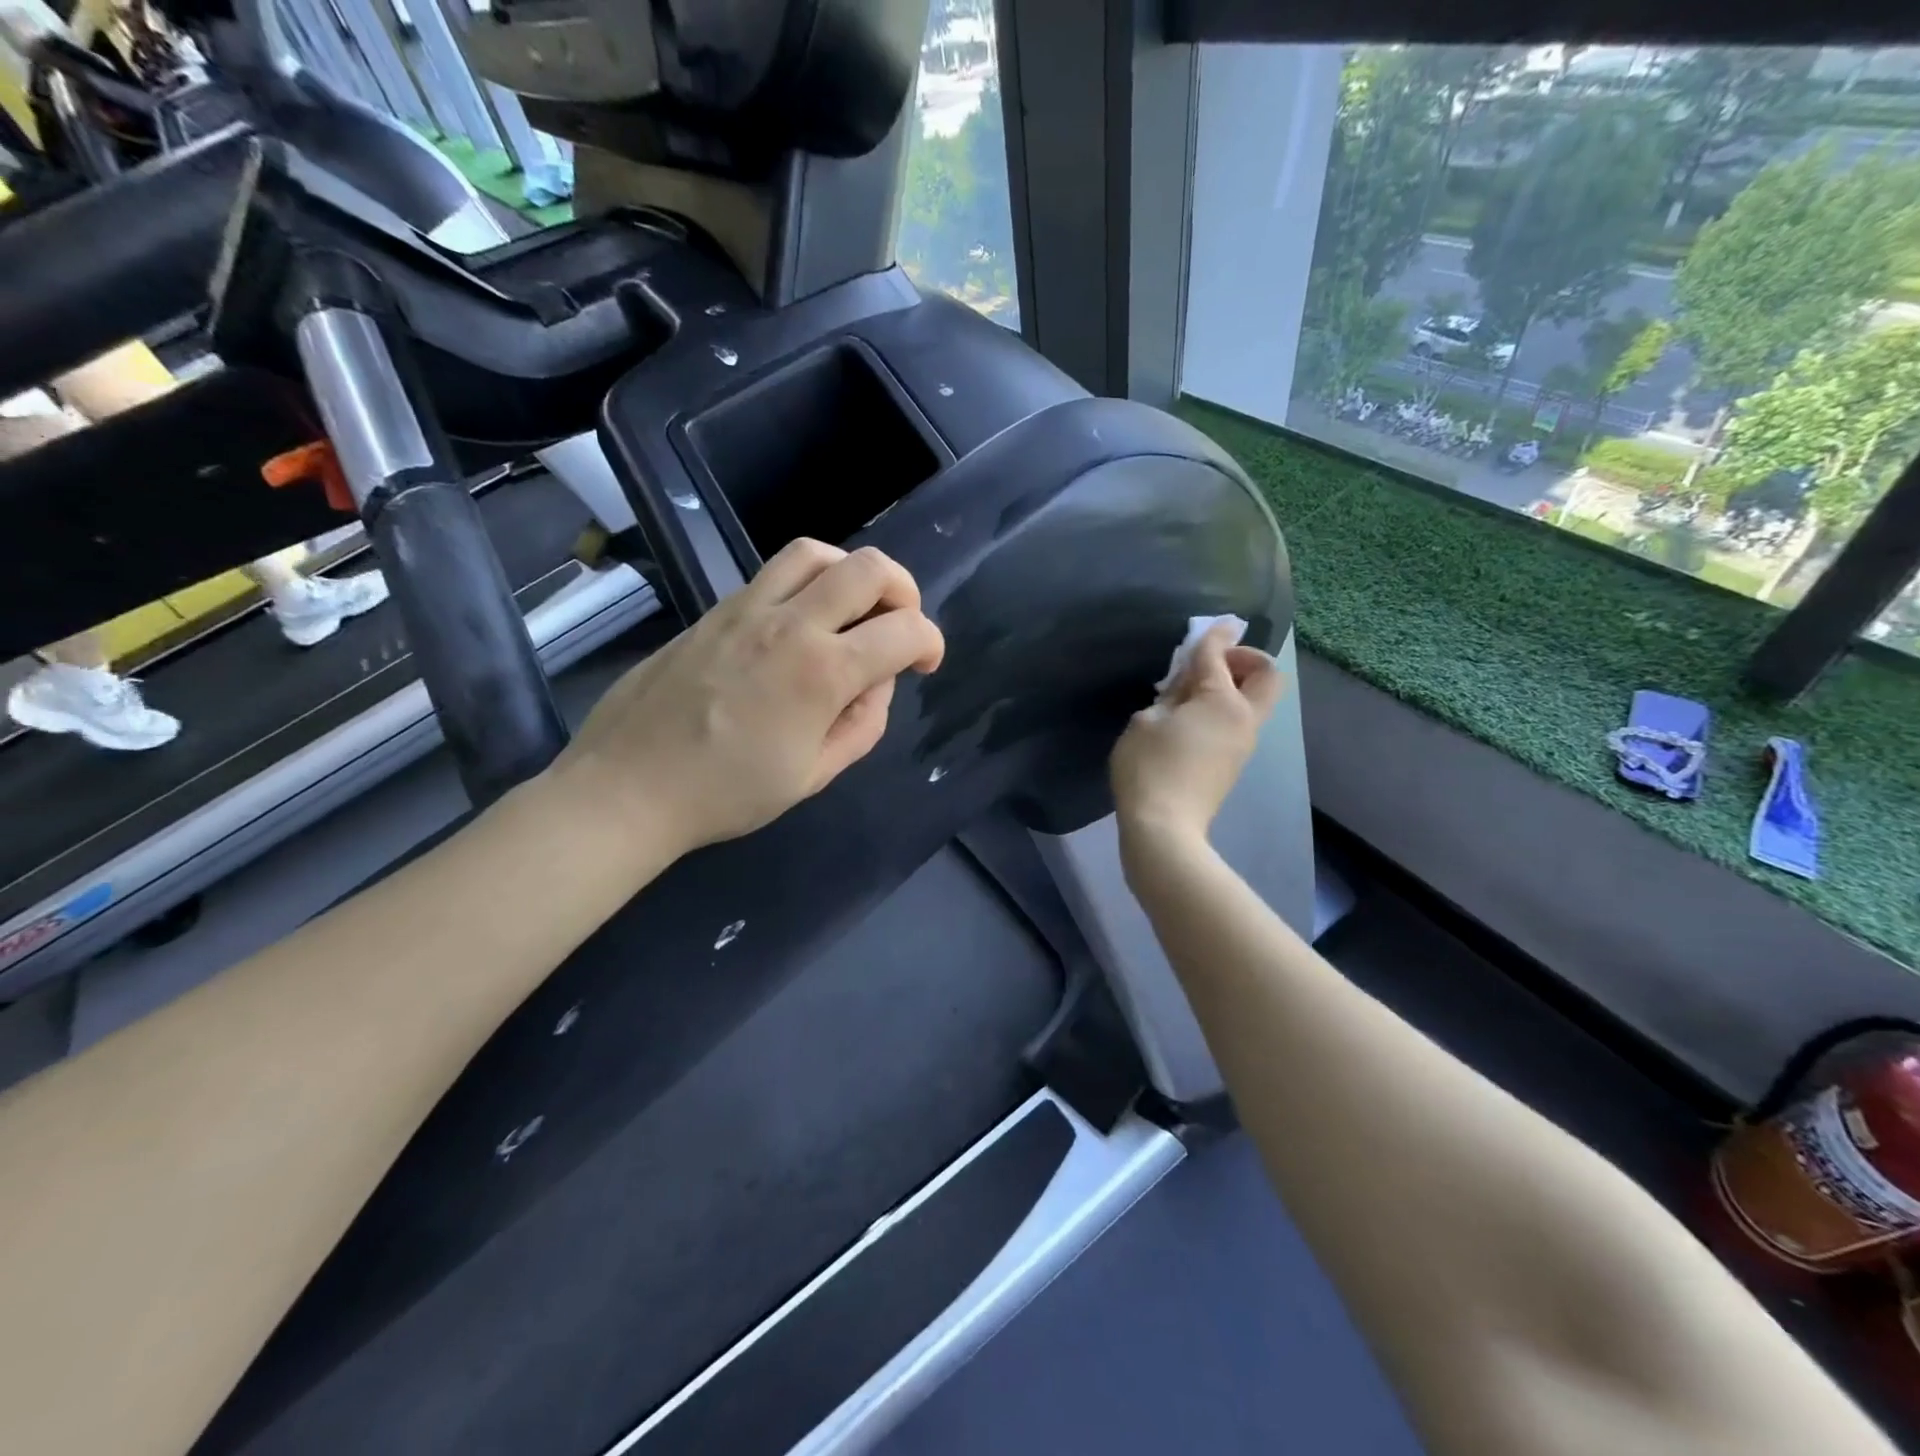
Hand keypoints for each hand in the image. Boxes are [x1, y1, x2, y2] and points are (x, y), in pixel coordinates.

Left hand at [558, 540, 944, 856]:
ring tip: (853, 609)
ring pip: (816, 553)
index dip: (931, 643)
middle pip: (869, 568)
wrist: (628, 786)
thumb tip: (877, 682)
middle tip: (899, 626)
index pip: (905, 631)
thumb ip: (862, 724)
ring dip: (851, 573)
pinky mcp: (715, 610)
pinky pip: (774, 574)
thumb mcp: (814, 775)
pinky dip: (808, 583)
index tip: (925, 664)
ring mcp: (746, 609)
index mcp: (822, 673)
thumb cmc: (727, 793)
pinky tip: (802, 623)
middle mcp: (790, 624)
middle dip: (904, 590)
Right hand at [1109, 623, 1284, 844]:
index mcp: (1222, 701)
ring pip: (1254, 701)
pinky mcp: (1233, 763)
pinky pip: (1238, 721)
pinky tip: (1190, 720)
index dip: (1215, 635)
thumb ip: (1169, 696)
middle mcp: (1243, 718)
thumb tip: (1185, 687)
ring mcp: (1243, 743)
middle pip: (1267, 677)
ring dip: (1233, 686)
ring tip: (1190, 694)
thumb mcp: (1146, 721)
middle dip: (1246, 659)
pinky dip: (1223, 709)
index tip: (1217, 623)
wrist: (1165, 828)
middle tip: (1213, 664)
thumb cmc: (1148, 768)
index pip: (1218, 656)